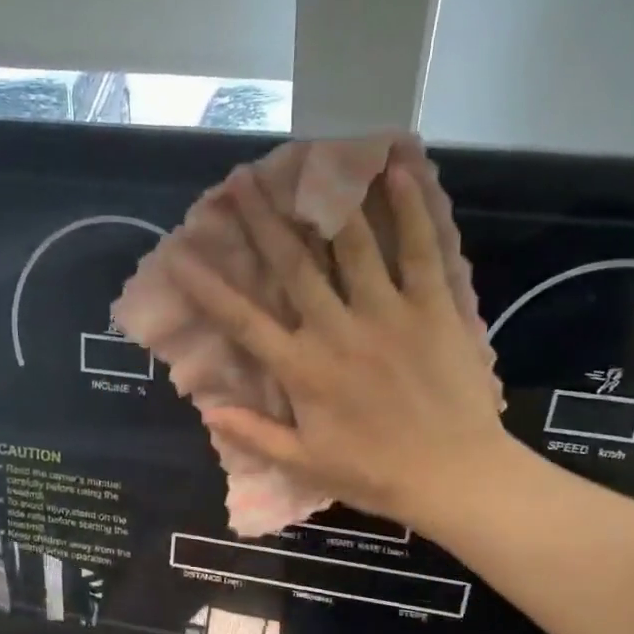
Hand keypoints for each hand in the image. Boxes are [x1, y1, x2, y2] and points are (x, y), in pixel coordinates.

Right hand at [173, 159, 513, 530]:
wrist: (452, 475)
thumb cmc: (376, 475)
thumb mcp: (306, 464)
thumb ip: (256, 435)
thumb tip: (209, 410)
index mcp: (302, 370)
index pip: (243, 321)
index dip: (208, 287)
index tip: (180, 255)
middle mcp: (337, 330)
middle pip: (292, 265)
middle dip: (262, 219)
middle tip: (240, 180)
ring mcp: (387, 312)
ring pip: (352, 243)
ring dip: (326, 197)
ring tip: (309, 157)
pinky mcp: (432, 307)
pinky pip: (418, 249)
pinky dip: (407, 207)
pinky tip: (394, 169)